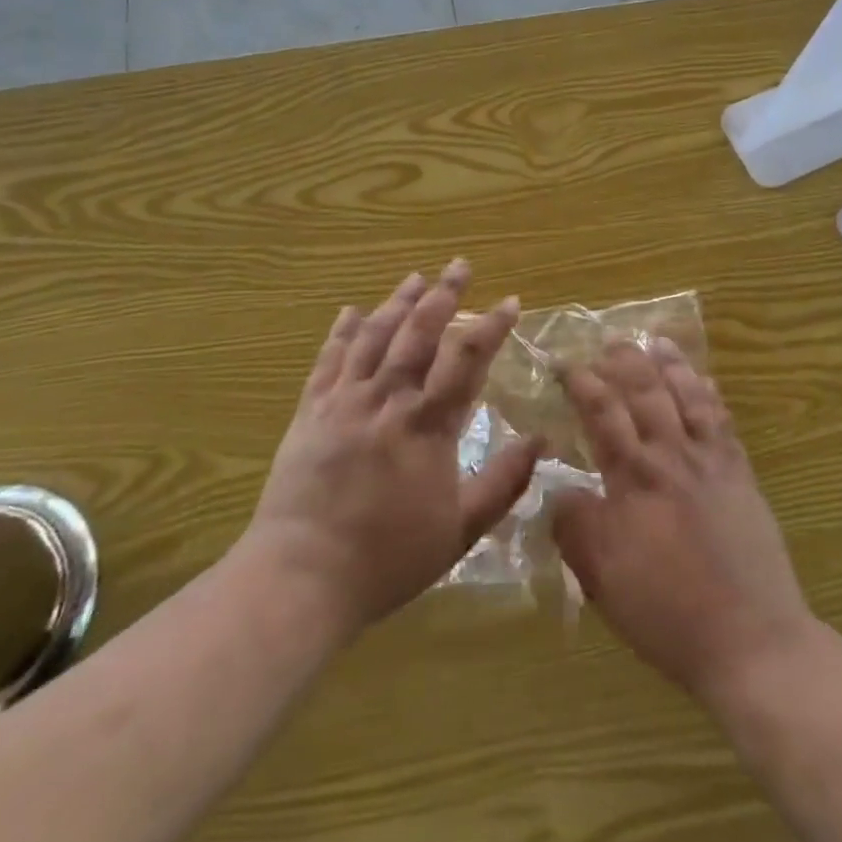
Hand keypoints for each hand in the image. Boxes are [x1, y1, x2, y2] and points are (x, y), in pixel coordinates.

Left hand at [243, 262, 541, 640]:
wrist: (301, 576)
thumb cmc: (387, 558)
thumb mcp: (459, 531)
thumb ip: (502, 482)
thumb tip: (539, 440)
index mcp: (427, 424)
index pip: (467, 359)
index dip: (491, 326)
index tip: (510, 301)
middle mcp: (388, 399)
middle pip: (420, 333)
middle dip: (444, 295)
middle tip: (460, 265)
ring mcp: (345, 401)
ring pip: (375, 336)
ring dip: (397, 302)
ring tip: (416, 278)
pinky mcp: (311, 411)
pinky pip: (328, 360)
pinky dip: (342, 332)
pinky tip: (350, 312)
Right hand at [552, 339, 813, 699]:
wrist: (751, 640)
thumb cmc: (666, 611)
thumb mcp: (601, 578)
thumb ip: (575, 527)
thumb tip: (561, 491)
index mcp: (633, 477)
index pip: (602, 412)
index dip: (581, 382)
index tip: (564, 364)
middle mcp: (671, 455)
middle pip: (645, 391)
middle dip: (624, 361)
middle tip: (608, 343)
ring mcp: (711, 462)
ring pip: (687, 395)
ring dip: (670, 365)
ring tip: (656, 342)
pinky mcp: (740, 475)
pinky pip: (723, 420)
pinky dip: (710, 394)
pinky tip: (704, 381)